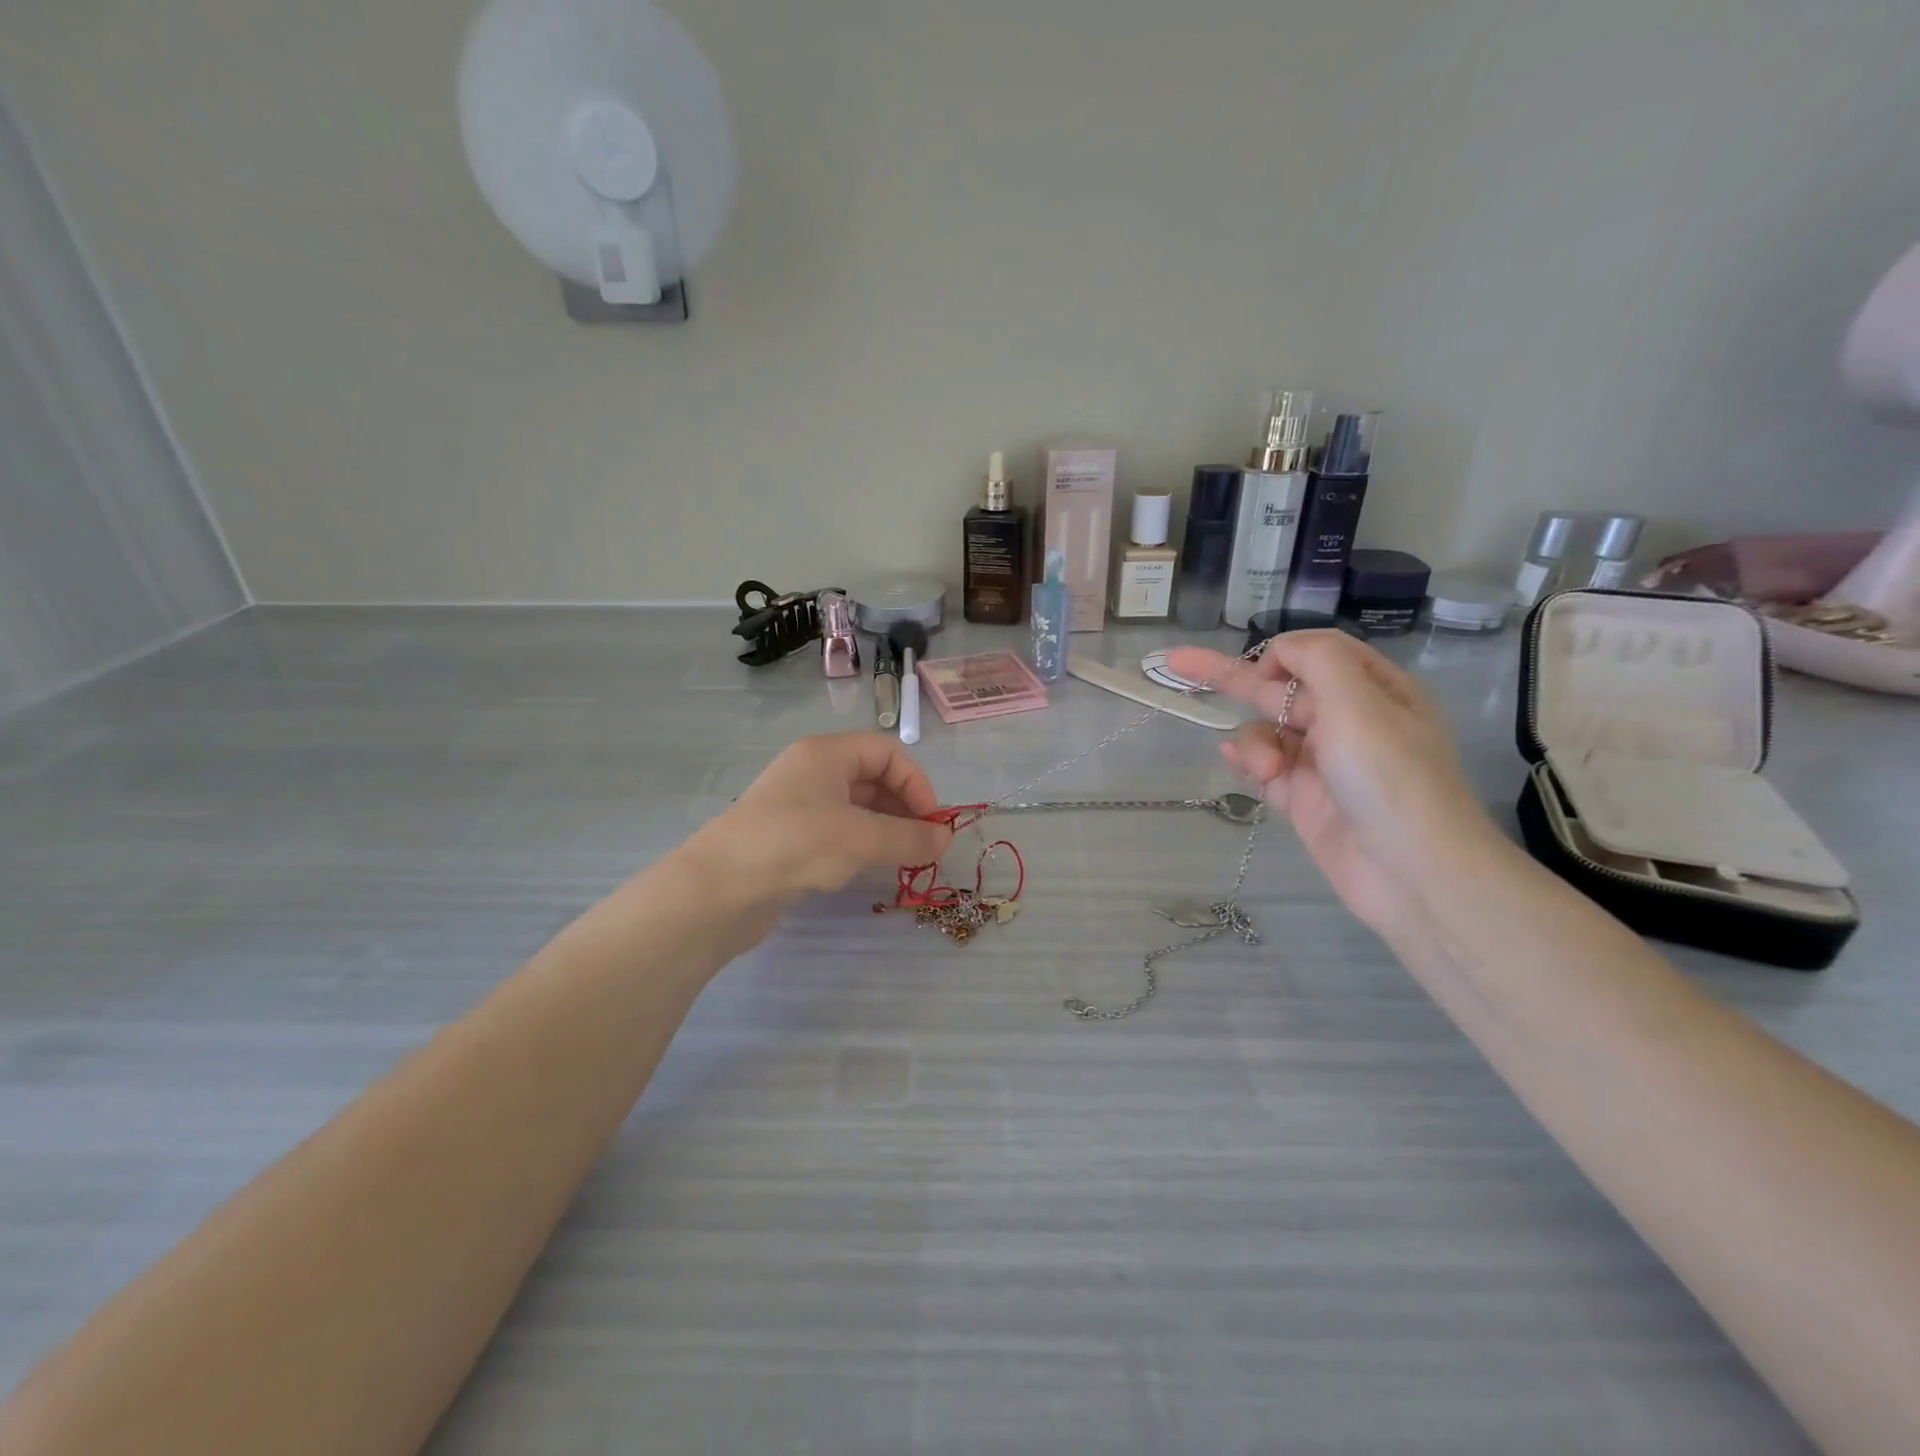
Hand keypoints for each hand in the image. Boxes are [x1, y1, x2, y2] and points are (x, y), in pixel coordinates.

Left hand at [683, 734, 954, 910]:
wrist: (719, 890)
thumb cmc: (795, 844)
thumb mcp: (861, 837)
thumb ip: (909, 837)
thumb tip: (947, 840)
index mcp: (826, 754)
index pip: (887, 753)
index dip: (916, 783)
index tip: (930, 823)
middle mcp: (812, 772)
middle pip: (873, 778)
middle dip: (904, 808)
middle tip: (922, 845)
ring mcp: (798, 806)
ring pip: (856, 807)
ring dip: (885, 828)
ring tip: (902, 858)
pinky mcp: (789, 838)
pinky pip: (838, 831)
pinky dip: (861, 844)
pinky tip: (868, 867)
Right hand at [1168, 633, 1503, 936]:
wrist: (1411, 872)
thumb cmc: (1390, 778)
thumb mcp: (1359, 703)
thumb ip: (1316, 660)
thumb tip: (1279, 652)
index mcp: (1373, 690)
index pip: (1316, 653)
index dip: (1281, 656)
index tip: (1262, 675)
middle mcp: (1347, 720)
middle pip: (1278, 688)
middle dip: (1230, 677)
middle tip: (1175, 662)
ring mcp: (1322, 762)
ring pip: (1266, 731)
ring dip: (1256, 744)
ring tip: (1268, 772)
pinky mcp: (1303, 799)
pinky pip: (1263, 768)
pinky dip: (1247, 761)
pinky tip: (1235, 762)